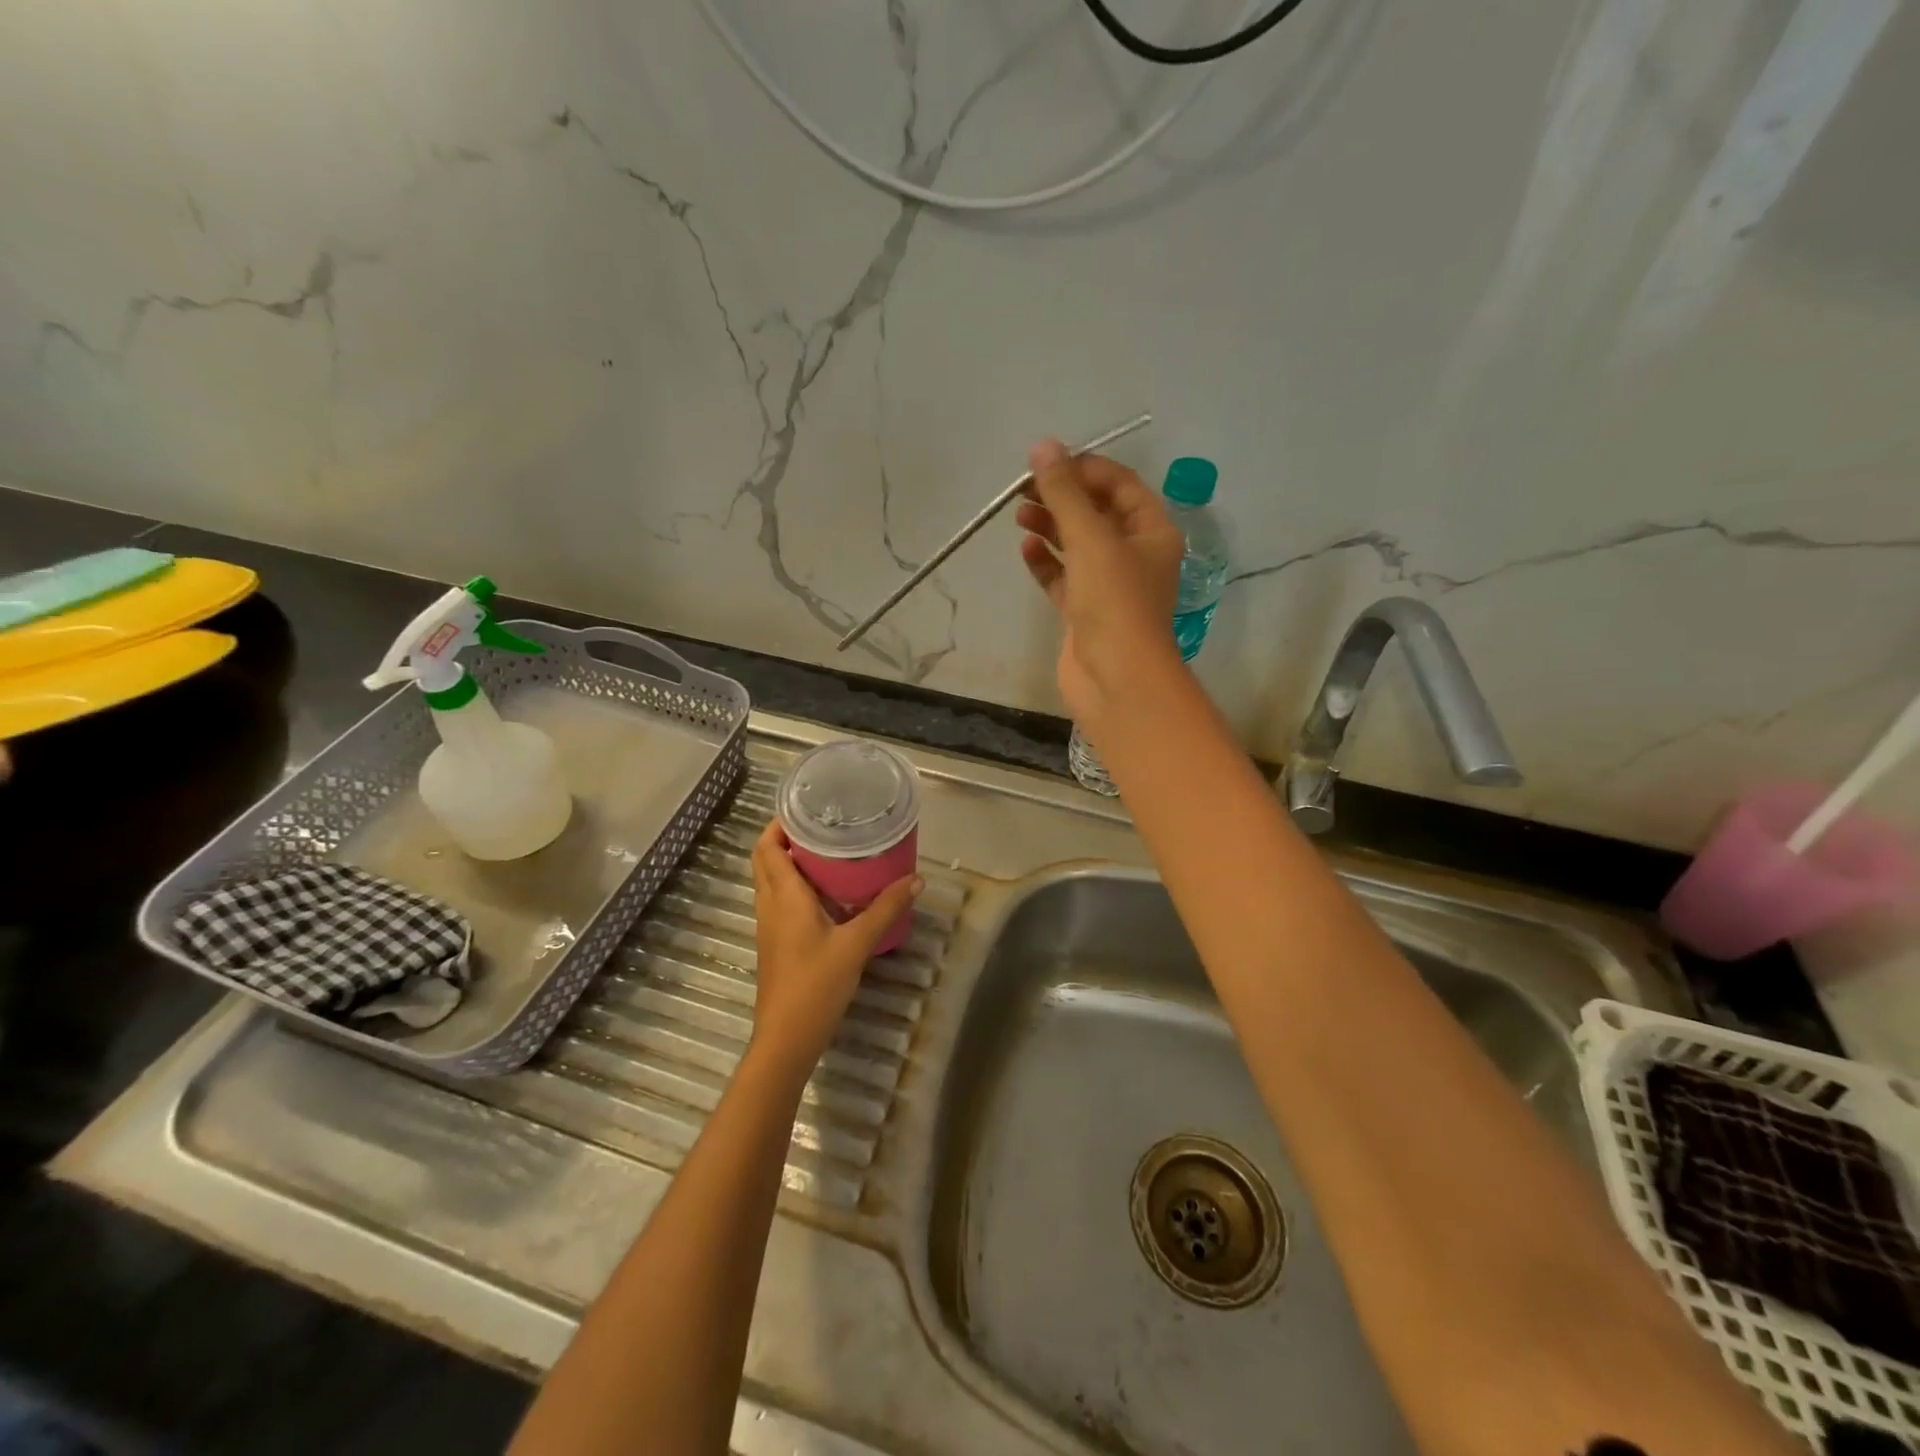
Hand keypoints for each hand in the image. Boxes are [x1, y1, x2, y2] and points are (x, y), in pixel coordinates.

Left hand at [749, 821, 921, 1069]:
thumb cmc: (816, 985)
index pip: (767, 847)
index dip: (779, 823)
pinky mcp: (776, 942)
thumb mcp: (857, 944)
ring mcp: (769, 925)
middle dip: (785, 838)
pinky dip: (794, 885)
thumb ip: (886, 909)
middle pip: (765, 860)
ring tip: (827, 850)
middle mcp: (770, 905)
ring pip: (771, 880)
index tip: (806, 808)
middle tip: (822, 825)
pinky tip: (826, 892)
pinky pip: (779, 900)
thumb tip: (916, 879)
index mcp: (783, 897)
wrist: (787, 1038)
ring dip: (789, 861)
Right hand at [1016, 440, 1184, 724]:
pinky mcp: (1083, 612)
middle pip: (1096, 513)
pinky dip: (1045, 562)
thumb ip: (1064, 493)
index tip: (1046, 463)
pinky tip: (1025, 548)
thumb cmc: (1114, 602)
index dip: (1085, 469)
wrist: (1116, 679)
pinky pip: (1062, 577)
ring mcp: (1108, 586)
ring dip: (1050, 525)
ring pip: (1076, 545)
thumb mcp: (1090, 539)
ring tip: (1019, 514)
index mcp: (1152, 531)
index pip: (1120, 485)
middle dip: (1062, 496)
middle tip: (1024, 489)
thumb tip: (1043, 446)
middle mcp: (1134, 555)